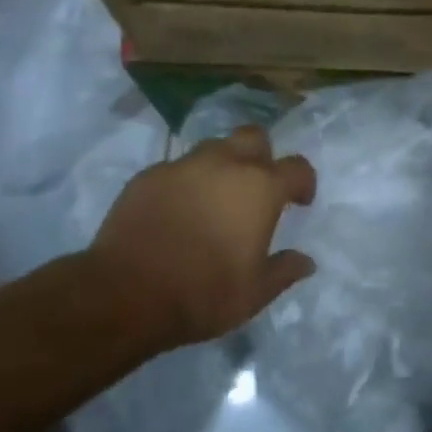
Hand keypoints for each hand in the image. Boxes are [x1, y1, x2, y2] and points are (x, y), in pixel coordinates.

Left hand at [91, 127, 316, 347]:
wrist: (125, 293)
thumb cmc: (203, 293)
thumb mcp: (254, 294)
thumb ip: (284, 271)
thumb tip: (306, 262)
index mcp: (260, 187)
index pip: (297, 167)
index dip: (304, 183)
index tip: (300, 202)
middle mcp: (224, 164)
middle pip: (254, 137)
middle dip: (263, 156)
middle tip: (258, 188)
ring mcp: (183, 165)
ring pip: (213, 147)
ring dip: (223, 165)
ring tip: (216, 197)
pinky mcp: (149, 175)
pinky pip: (177, 168)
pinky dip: (186, 182)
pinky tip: (178, 210)